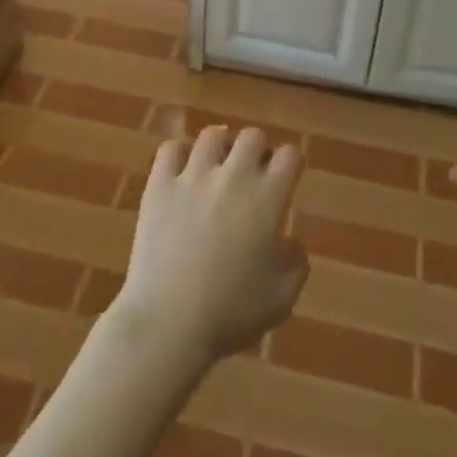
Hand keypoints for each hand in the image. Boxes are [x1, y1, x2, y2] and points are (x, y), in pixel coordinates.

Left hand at [113, 126, 307, 365]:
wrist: (169, 322)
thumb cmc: (230, 314)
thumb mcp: (282, 298)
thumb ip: (296, 263)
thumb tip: (291, 241)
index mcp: (267, 198)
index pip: (289, 155)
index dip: (290, 163)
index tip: (286, 176)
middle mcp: (233, 176)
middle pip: (252, 135)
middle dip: (257, 150)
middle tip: (252, 173)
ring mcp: (193, 176)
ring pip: (212, 134)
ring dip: (220, 146)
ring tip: (217, 165)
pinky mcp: (159, 184)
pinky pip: (170, 149)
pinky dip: (178, 155)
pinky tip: (181, 171)